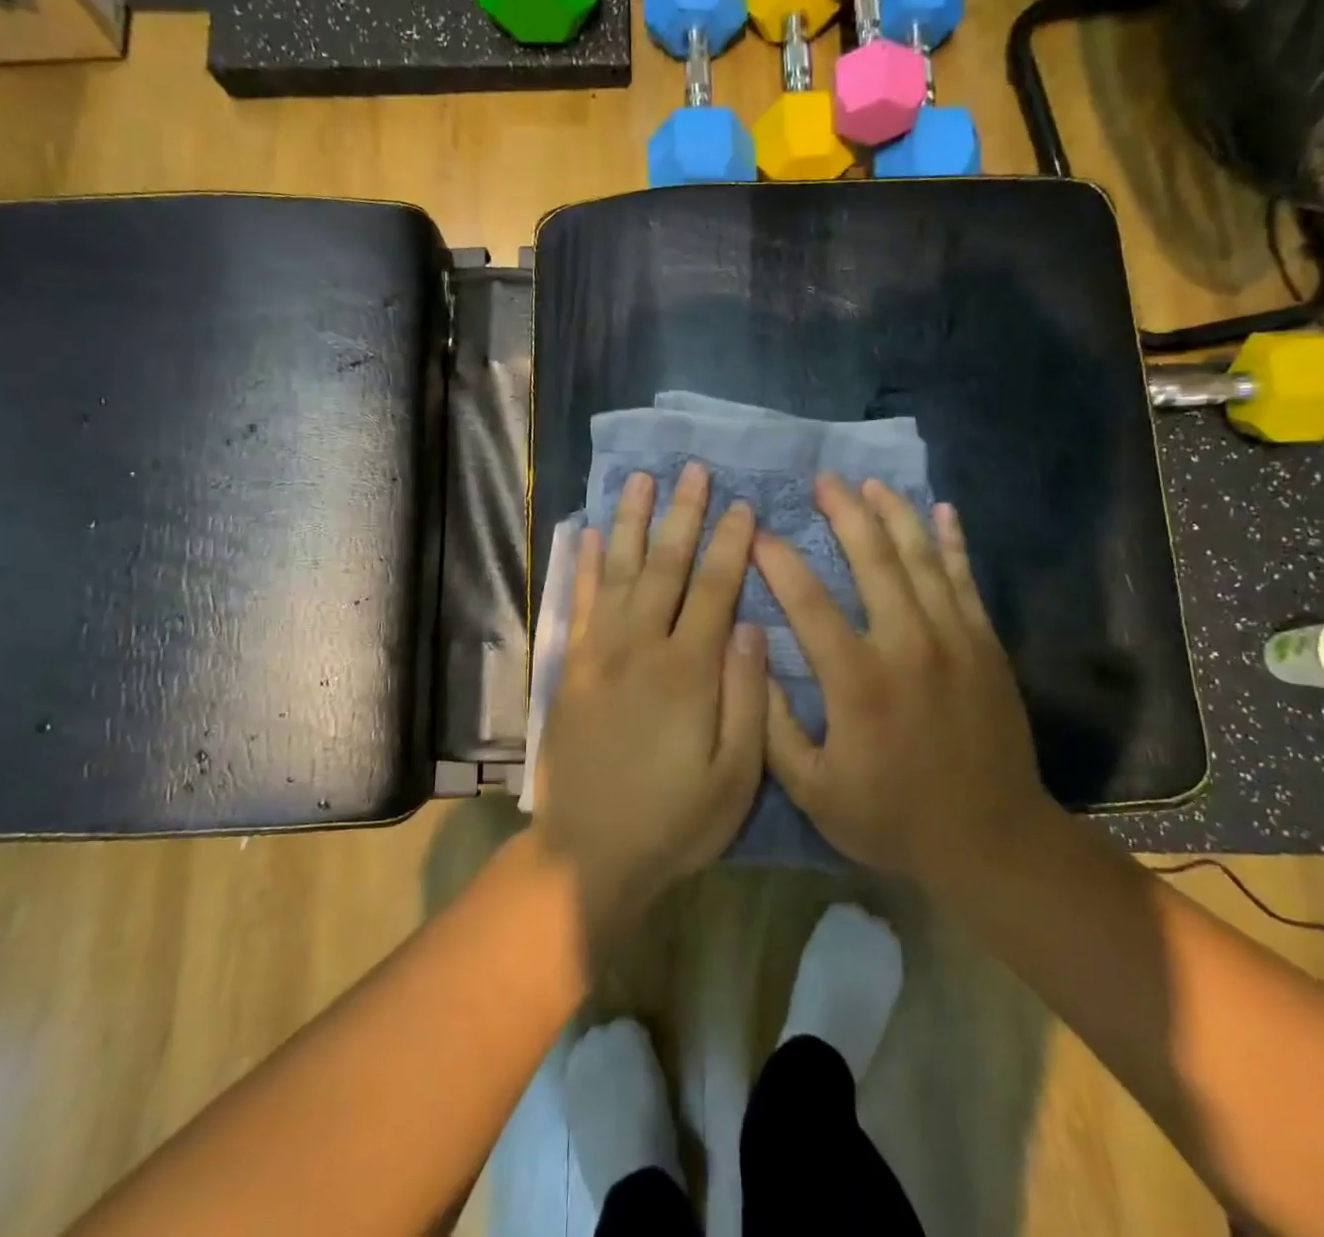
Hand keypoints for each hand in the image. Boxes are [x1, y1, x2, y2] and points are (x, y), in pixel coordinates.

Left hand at [533, 462, 766, 933]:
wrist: (590, 854)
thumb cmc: (675, 819)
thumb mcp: (735, 775)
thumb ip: (747, 695)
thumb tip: (753, 626)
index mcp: (688, 670)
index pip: (715, 588)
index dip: (731, 544)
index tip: (743, 505)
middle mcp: (640, 647)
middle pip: (665, 565)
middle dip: (682, 514)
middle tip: (693, 470)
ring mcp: (598, 653)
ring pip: (616, 570)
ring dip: (629, 522)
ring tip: (640, 479)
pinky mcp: (570, 667)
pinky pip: (578, 603)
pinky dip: (582, 565)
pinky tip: (585, 533)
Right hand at [754, 475, 1049, 887]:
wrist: (991, 840)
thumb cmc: (893, 817)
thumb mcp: (814, 790)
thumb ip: (774, 724)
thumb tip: (750, 656)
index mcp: (858, 681)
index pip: (809, 602)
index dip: (779, 561)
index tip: (755, 531)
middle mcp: (907, 645)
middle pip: (873, 560)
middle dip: (845, 513)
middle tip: (823, 480)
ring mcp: (954, 639)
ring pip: (921, 558)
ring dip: (894, 515)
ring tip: (870, 484)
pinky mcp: (986, 645)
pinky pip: (965, 580)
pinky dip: (952, 543)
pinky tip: (941, 511)